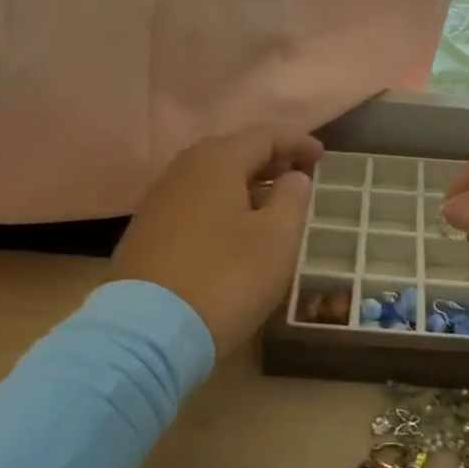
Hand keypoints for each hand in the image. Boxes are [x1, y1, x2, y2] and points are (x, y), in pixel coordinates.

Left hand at [112, 126, 322, 351]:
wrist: (146, 332)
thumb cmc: (225, 278)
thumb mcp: (276, 240)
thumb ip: (292, 199)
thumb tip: (294, 177)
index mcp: (217, 162)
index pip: (264, 135)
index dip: (297, 143)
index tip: (322, 157)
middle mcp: (183, 170)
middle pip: (233, 151)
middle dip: (269, 160)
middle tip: (297, 177)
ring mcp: (160, 200)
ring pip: (211, 177)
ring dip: (245, 183)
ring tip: (270, 204)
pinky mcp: (147, 231)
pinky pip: (194, 201)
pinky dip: (222, 204)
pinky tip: (234, 229)